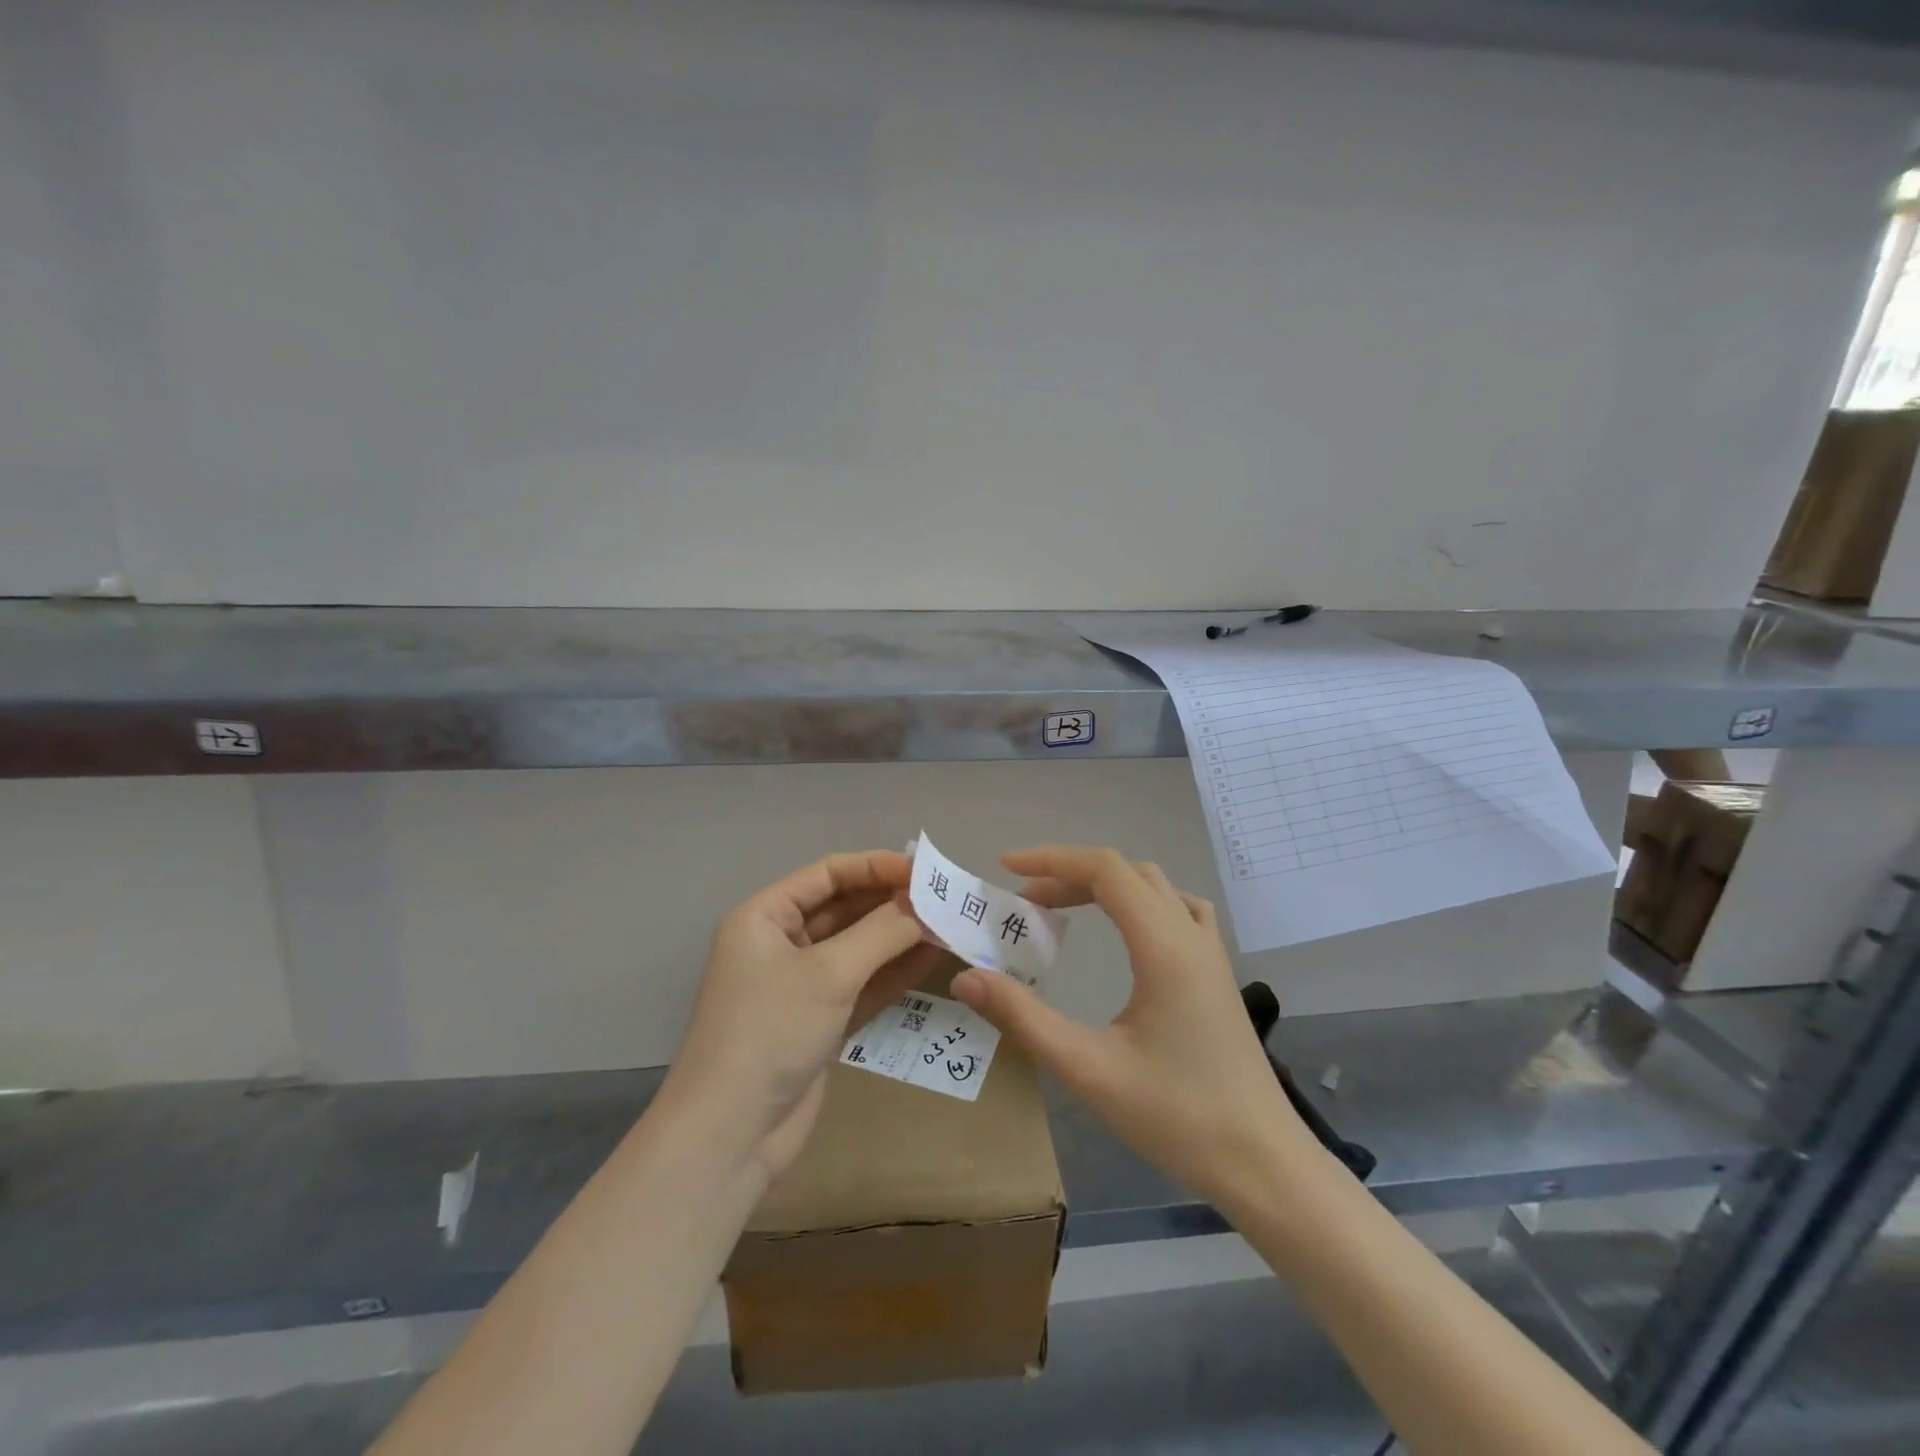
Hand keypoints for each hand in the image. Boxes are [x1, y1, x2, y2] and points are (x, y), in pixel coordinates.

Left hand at [658, 850, 944, 1184]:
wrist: (731, 1135)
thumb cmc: (770, 1031)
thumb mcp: (829, 972)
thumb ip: (882, 932)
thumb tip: (925, 903)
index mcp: (765, 917)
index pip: (827, 875)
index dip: (876, 866)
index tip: (923, 871)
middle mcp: (780, 943)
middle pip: (844, 908)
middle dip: (892, 903)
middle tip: (944, 899)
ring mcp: (800, 985)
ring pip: (857, 948)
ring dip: (899, 937)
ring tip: (948, 924)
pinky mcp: (819, 1021)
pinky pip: (862, 983)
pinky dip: (893, 972)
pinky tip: (931, 958)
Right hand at [951, 845, 1311, 1209]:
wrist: (1263, 1163)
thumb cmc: (1176, 1116)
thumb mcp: (1088, 1069)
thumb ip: (1024, 1018)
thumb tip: (967, 978)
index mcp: (1164, 946)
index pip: (1106, 870)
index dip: (1053, 859)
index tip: (1007, 867)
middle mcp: (1190, 935)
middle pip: (1127, 872)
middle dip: (1070, 874)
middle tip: (1025, 902)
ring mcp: (1211, 953)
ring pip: (1155, 886)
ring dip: (1105, 885)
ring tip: (1065, 909)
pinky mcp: (1218, 974)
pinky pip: (1177, 909)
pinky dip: (1139, 901)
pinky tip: (1126, 931)